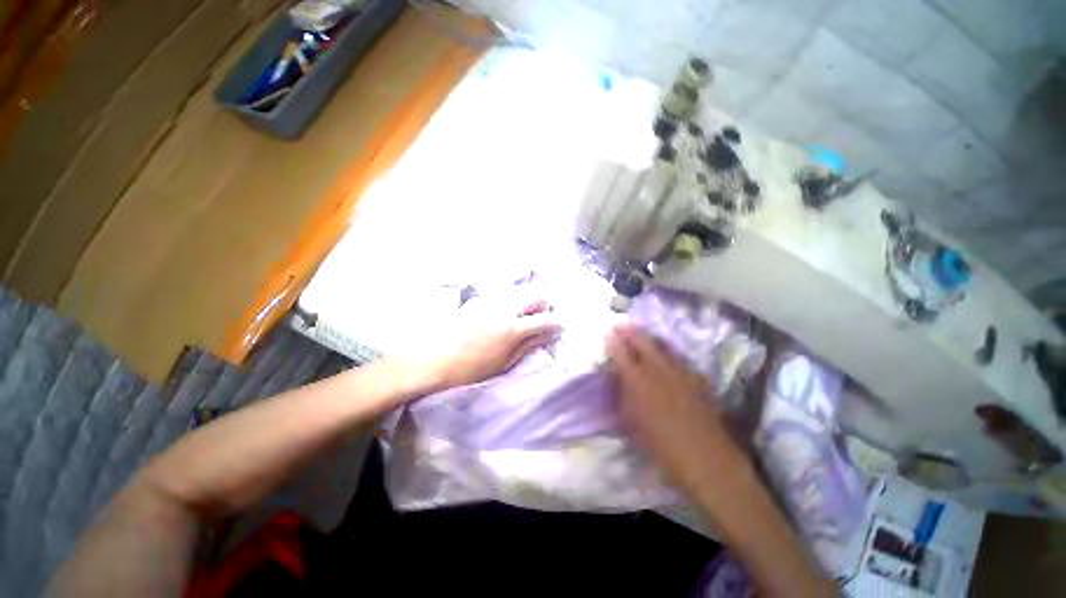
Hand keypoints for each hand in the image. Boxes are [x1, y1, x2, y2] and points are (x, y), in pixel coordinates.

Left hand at [427, 292, 561, 388]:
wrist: (430, 358)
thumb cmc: (468, 369)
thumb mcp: (503, 364)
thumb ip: (527, 347)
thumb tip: (546, 336)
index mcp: (512, 329)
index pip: (545, 319)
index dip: (558, 321)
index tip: (562, 324)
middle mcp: (504, 309)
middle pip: (535, 294)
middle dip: (548, 301)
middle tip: (549, 313)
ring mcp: (490, 300)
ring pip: (520, 289)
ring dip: (531, 297)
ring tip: (531, 310)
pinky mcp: (478, 299)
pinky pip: (504, 293)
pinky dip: (514, 298)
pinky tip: (510, 310)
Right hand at [605, 324, 745, 494]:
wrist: (704, 457)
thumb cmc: (659, 444)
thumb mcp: (630, 421)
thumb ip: (622, 394)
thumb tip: (617, 378)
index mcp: (637, 380)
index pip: (620, 352)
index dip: (612, 340)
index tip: (607, 330)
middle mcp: (658, 369)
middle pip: (642, 342)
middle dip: (630, 331)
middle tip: (622, 324)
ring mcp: (680, 372)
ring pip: (663, 346)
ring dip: (650, 338)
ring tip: (643, 333)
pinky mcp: (697, 379)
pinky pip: (680, 360)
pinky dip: (670, 355)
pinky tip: (669, 357)